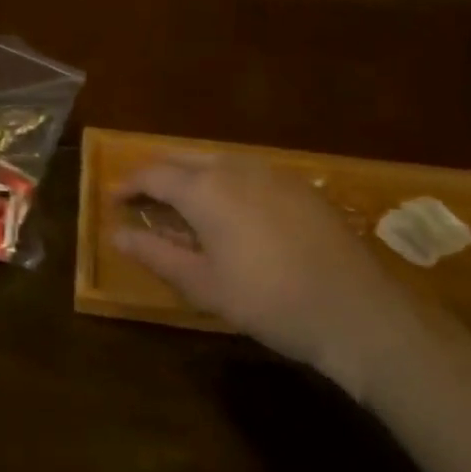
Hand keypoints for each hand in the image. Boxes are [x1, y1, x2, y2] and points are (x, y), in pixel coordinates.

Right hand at [112, 154, 424, 395]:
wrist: (357, 312)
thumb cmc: (268, 301)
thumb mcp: (203, 285)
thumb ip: (155, 254)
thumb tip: (116, 235)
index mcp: (204, 189)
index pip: (153, 174)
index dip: (128, 185)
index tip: (112, 199)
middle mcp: (234, 168)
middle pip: (182, 159)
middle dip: (157, 175)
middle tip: (141, 200)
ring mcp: (272, 173)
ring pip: (216, 161)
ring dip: (191, 176)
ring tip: (182, 205)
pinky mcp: (299, 185)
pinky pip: (247, 172)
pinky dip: (225, 183)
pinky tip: (231, 211)